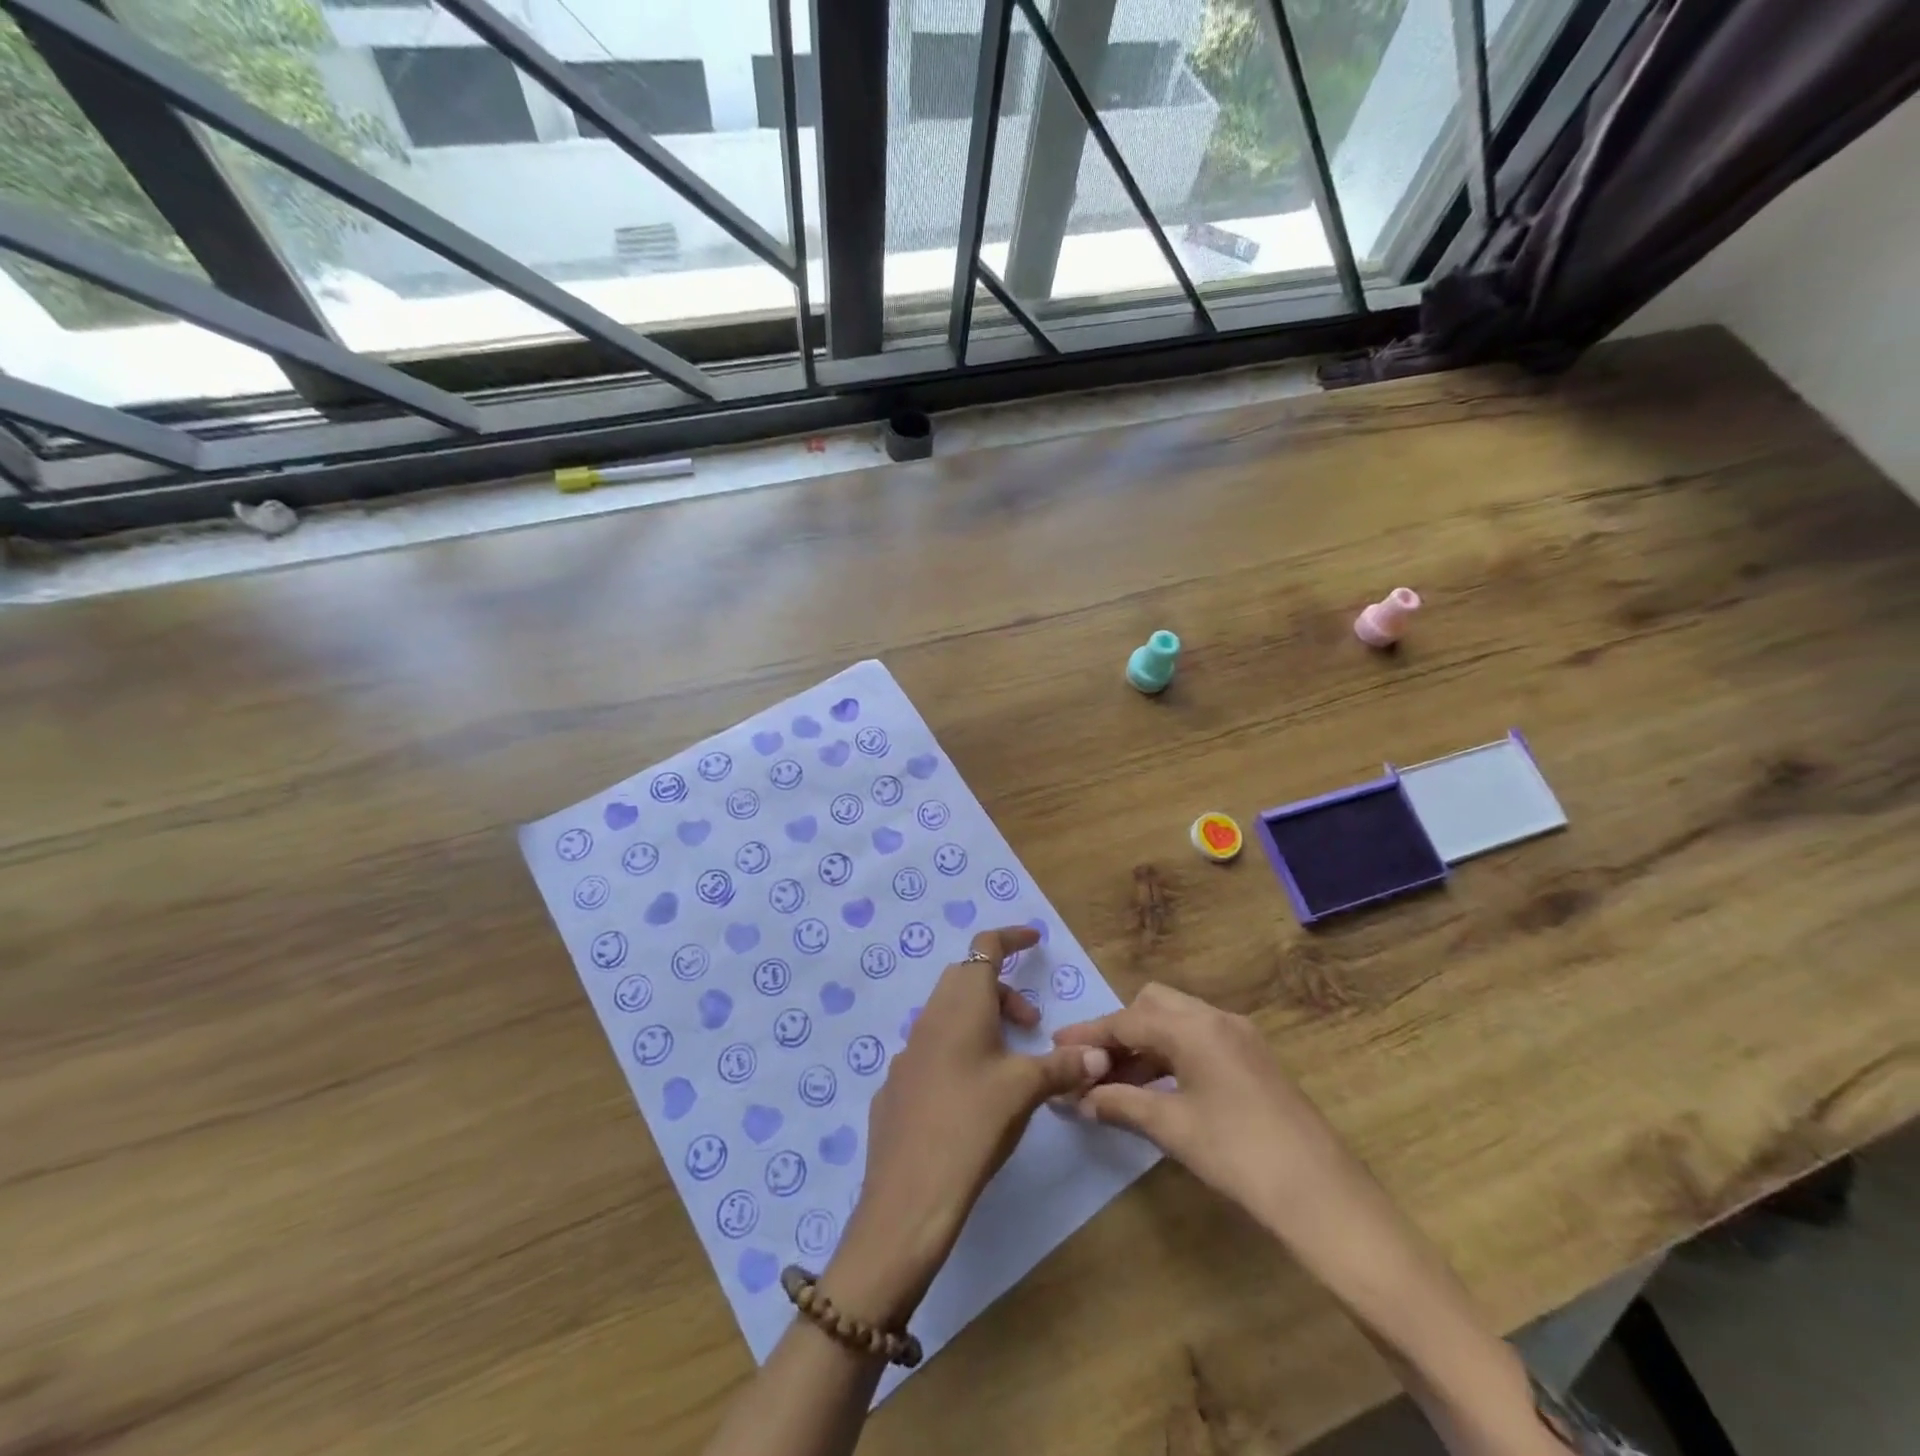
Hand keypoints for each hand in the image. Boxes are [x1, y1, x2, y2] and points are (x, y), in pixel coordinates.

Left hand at [819, 927, 1112, 1326]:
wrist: (908, 1196)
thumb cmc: (972, 1125)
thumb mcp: (1025, 1091)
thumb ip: (1063, 1066)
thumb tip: (1099, 1054)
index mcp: (962, 1005)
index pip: (985, 947)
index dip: (1011, 937)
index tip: (1034, 940)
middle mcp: (930, 1017)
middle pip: (966, 979)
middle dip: (1002, 990)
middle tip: (1030, 1025)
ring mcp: (908, 1052)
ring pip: (948, 1014)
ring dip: (981, 1022)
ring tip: (1008, 1063)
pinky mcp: (897, 1085)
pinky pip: (932, 1049)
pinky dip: (958, 1052)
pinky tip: (971, 1096)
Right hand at [1052, 982, 1353, 1234]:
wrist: (1323, 1197)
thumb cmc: (1238, 1154)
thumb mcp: (1171, 1127)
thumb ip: (1120, 1104)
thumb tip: (1078, 1099)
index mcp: (1194, 1026)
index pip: (1127, 1020)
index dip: (1089, 1035)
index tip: (1055, 1047)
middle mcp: (1217, 1018)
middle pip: (1153, 1005)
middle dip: (1119, 1031)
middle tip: (1092, 1066)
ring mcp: (1240, 1037)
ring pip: (1177, 1023)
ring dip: (1144, 1046)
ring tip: (1115, 1085)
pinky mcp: (1253, 1060)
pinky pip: (1198, 1041)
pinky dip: (1170, 1056)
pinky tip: (1156, 1090)